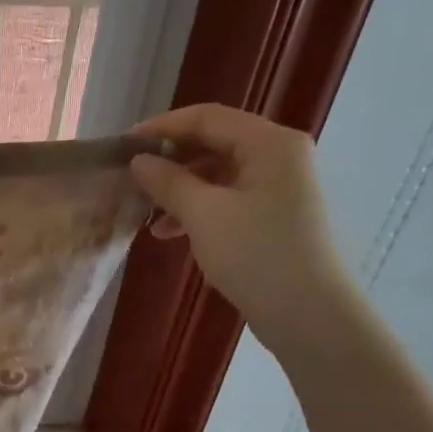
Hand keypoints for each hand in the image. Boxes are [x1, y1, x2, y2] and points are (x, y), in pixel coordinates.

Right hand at [129, 104, 361, 361]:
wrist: (308, 313)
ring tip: (145, 212)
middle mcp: (278, 156)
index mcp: (269, 143)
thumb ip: (169, 182)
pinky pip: (227, 200)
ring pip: (218, 175)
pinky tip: (168, 232)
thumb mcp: (204, 215)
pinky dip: (197, 210)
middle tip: (132, 178)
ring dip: (179, 189)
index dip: (163, 127)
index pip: (208, 117)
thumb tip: (139, 161)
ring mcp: (278, 188)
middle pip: (214, 143)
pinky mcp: (273, 217)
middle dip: (170, 160)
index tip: (124, 146)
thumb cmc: (257, 255)